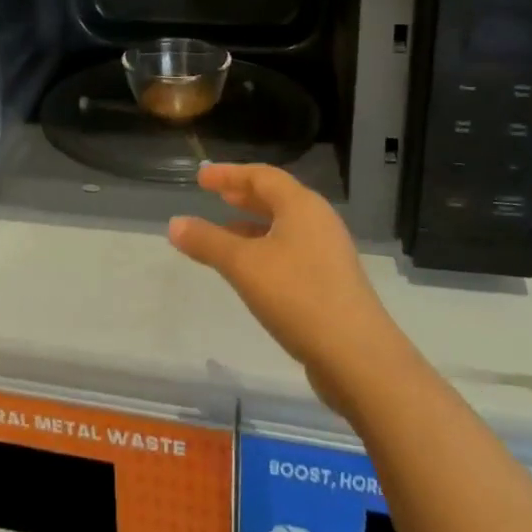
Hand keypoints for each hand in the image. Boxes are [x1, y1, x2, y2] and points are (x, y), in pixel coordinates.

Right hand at [169, 163, 400, 401]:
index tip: (201, 177)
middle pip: (277, 197)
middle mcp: (319, 221)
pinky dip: (266, 248)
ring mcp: (329, 253)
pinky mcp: (332, 282)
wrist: (357, 357)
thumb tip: (174, 223)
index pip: (261, 175)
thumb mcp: (243, 266)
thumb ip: (207, 242)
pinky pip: (291, 250)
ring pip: (284, 226)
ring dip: (253, 224)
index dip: (229, 174)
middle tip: (216, 195)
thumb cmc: (297, 296)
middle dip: (244, 195)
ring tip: (224, 231)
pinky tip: (250, 270)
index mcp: (302, 206)